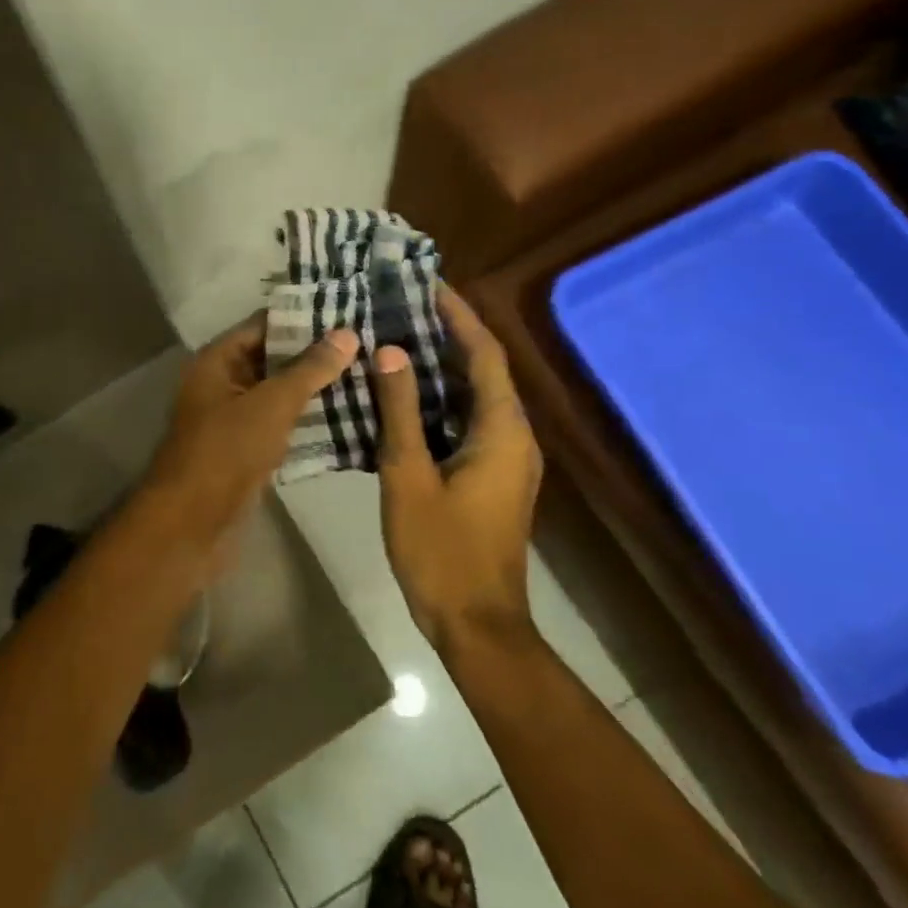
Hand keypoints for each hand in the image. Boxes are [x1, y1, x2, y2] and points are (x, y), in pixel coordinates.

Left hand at [144, 315, 358, 550]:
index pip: (264, 324)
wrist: (193, 523)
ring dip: (315, 387)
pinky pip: (280, 423)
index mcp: (218, 361)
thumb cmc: (226, 451)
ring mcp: (234, 418)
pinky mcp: (247, 449)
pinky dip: (307, 419)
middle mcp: (223, 383)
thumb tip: (347, 334)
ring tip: (366, 374)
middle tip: (367, 343)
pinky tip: (348, 415)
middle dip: (316, 353)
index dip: (303, 316)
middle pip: (273, 358)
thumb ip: (309, 369)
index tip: (348, 310)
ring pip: (279, 393)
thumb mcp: (271, 403)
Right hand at [373, 283, 543, 649]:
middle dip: (450, 333)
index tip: (428, 284)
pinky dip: (441, 398)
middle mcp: (514, 436)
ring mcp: (507, 458)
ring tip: (400, 336)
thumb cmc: (441, 550)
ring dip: (444, 365)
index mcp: (502, 430)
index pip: (486, 353)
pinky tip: (405, 394)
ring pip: (476, 396)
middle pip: (485, 369)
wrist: (477, 624)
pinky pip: (469, 421)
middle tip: (404, 304)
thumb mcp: (409, 476)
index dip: (459, 315)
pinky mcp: (492, 476)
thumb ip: (400, 411)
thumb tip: (392, 351)